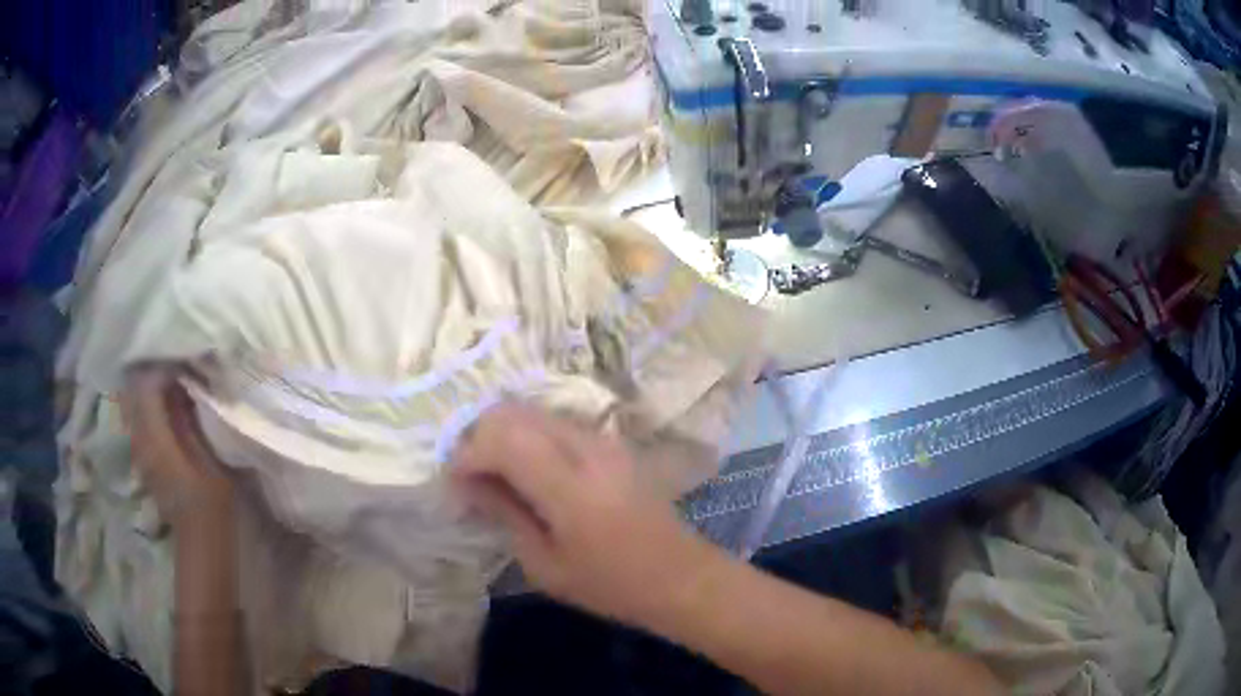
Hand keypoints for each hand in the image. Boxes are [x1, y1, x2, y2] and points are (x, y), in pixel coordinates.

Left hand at [125, 364, 234, 527]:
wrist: (202, 539)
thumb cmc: (211, 498)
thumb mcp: (207, 453)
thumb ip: (188, 417)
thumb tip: (181, 384)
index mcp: (154, 437)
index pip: (146, 386)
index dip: (162, 369)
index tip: (182, 363)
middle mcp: (139, 439)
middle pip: (134, 392)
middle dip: (150, 375)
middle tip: (173, 367)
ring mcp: (138, 449)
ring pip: (133, 405)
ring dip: (148, 391)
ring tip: (170, 384)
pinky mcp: (142, 457)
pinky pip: (138, 420)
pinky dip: (147, 408)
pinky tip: (164, 408)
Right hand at [450, 403, 719, 625]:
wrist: (681, 576)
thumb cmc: (611, 585)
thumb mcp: (546, 565)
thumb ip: (505, 514)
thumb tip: (468, 484)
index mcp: (568, 485)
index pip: (500, 438)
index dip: (467, 454)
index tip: (454, 484)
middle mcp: (585, 448)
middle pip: (514, 413)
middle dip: (480, 437)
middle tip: (470, 477)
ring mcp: (603, 440)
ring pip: (535, 412)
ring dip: (504, 434)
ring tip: (495, 475)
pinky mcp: (613, 443)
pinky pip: (557, 423)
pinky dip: (530, 437)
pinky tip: (528, 472)